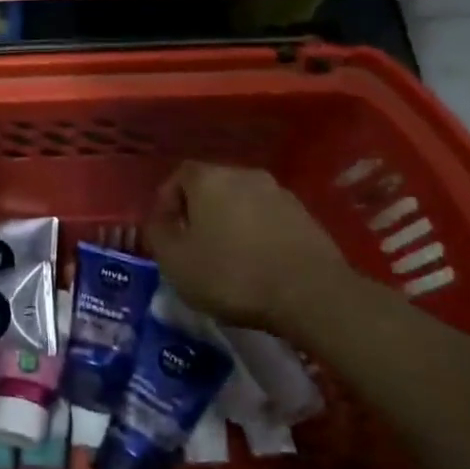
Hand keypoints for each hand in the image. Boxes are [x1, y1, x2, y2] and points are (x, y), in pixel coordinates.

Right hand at [146, 163, 356, 333]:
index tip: (165, 232)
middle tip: (192, 245)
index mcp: (209, 178)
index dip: (166, 202)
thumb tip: (158, 221)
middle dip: (198, 212)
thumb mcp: (176, 262)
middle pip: (212, 186)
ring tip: (227, 257)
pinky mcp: (306, 217)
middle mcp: (245, 175)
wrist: (311, 294)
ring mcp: (280, 194)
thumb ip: (157, 234)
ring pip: (242, 202)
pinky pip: (268, 219)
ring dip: (230, 223)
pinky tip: (258, 264)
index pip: (178, 176)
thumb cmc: (232, 274)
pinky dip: (257, 234)